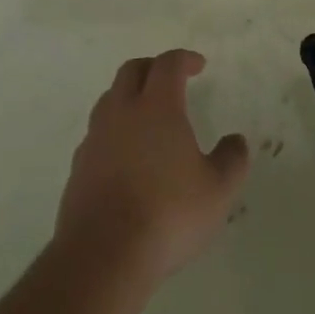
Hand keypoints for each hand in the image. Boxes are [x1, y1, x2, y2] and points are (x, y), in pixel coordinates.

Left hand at [53, 49, 249, 289]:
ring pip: (109, 99)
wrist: (104, 254)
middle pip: (132, 71)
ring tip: (147, 116)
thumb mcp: (217, 191)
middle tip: (170, 80)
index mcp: (157, 107)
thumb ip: (231, 160)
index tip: (198, 65)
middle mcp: (121, 112)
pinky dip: (114, 131)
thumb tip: (236, 140)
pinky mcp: (78, 166)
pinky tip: (126, 156)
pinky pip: (97, 134)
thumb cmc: (168, 214)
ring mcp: (95, 138)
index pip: (168, 65)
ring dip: (129, 97)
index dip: (184, 59)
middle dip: (152, 68)